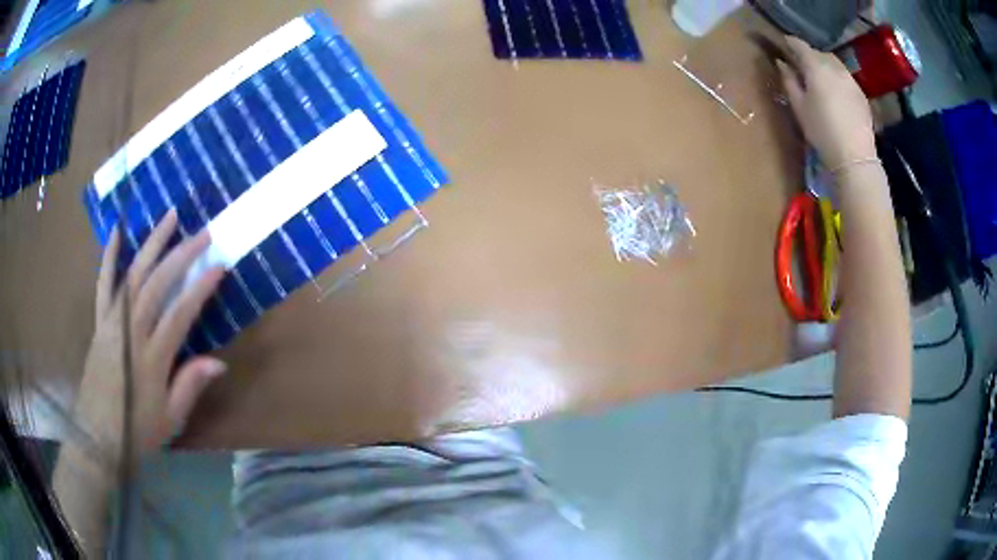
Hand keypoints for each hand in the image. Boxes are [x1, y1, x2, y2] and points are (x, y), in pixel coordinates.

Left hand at [74, 210, 225, 464]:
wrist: (97, 435)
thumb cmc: (137, 430)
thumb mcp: (170, 418)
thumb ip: (190, 386)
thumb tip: (218, 362)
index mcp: (151, 358)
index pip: (179, 314)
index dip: (199, 288)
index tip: (218, 266)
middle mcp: (131, 331)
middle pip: (157, 284)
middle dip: (181, 255)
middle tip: (203, 233)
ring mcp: (112, 322)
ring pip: (134, 274)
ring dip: (153, 244)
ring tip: (171, 217)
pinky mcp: (100, 321)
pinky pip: (104, 284)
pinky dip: (109, 257)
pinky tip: (118, 232)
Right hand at [777, 36, 876, 169]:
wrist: (854, 156)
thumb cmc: (822, 131)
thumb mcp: (799, 107)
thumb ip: (789, 81)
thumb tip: (782, 64)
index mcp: (816, 67)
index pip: (800, 45)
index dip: (790, 43)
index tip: (783, 44)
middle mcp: (834, 67)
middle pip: (819, 53)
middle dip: (810, 56)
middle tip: (802, 66)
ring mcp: (850, 80)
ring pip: (834, 64)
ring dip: (825, 66)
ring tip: (820, 79)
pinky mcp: (861, 94)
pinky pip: (846, 78)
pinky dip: (838, 79)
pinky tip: (836, 93)